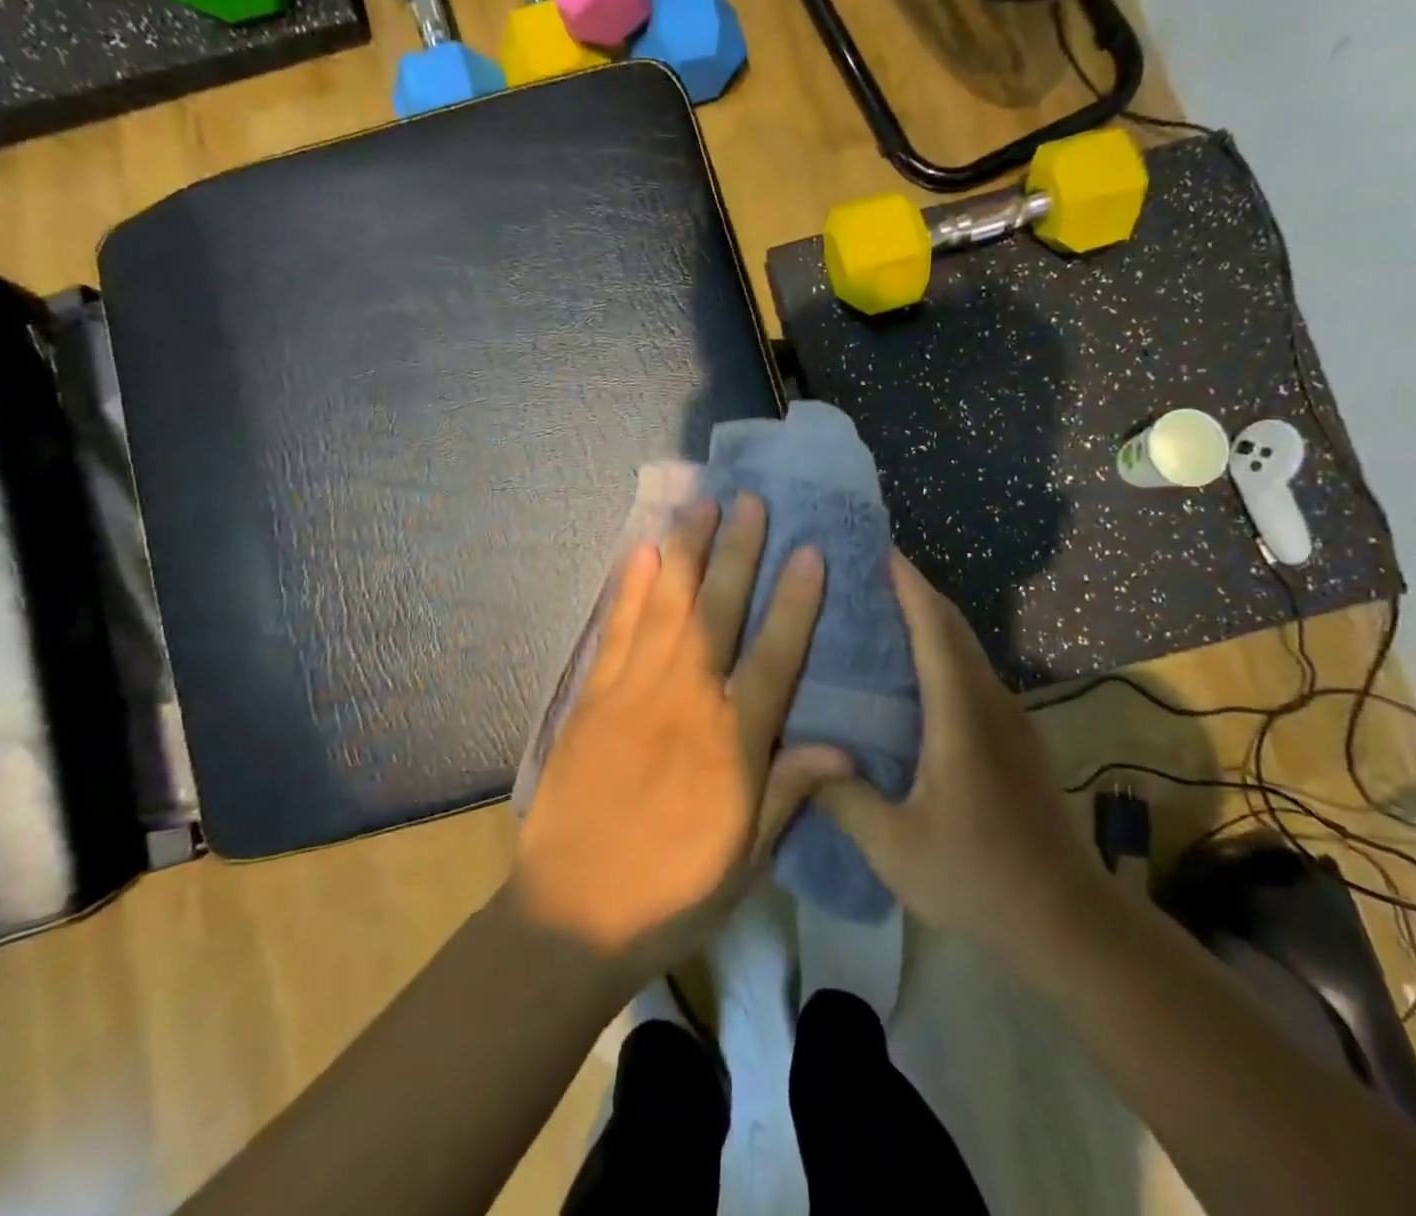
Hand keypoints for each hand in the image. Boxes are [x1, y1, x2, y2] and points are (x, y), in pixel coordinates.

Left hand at [508, 494, 850, 979]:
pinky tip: (640, 552)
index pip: (774, 656)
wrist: (571, 914)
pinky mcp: (593, 697)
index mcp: (731, 743)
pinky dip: (630, 588)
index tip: (810, 551)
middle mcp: (685, 701)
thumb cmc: (672, 892)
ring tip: (700, 506)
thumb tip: (843, 746)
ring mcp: (633, 692)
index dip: (795, 601)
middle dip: (737, 552)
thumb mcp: (746, 858)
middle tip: (750, 501)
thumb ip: (791, 792)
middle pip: (717, 611)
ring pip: (666, 606)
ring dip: (685, 552)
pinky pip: (617, 630)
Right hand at [816, 553, 1103, 960]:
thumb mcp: (896, 848)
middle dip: (913, 589)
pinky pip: (970, 671)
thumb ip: (843, 798)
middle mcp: (989, 703)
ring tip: (877, 607)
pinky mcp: (1014, 736)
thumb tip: (797, 754)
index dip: (908, 585)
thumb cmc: (978, 879)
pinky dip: (940, 648)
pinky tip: (908, 668)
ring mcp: (1008, 718)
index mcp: (961, 717)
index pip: (935, 631)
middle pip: (953, 627)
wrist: (1067, 920)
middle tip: (862, 571)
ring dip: (928, 617)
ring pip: (965, 647)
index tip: (877, 549)